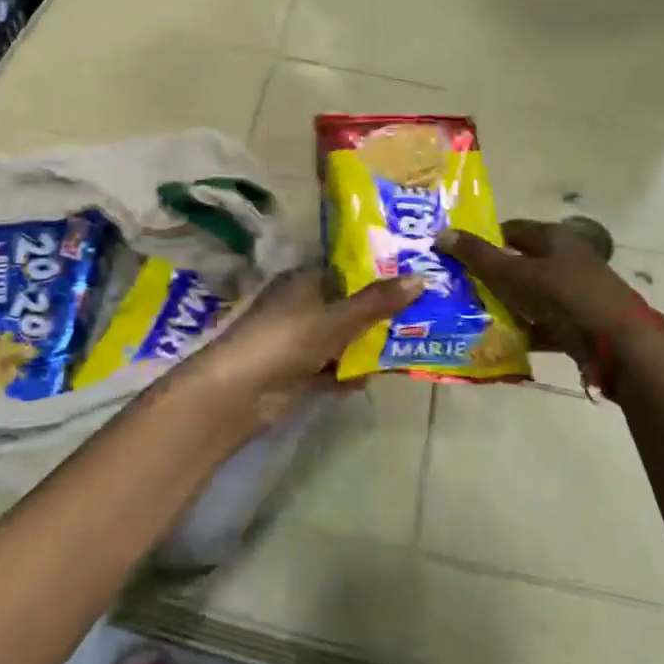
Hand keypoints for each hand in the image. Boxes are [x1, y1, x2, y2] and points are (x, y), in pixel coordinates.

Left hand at [189, 268, 422, 403]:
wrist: (239, 393)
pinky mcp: (299, 372)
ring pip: (343, 338)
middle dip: (379, 312)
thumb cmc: (285, 340)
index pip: (346, 269)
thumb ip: (376, 302)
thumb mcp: (335, 319)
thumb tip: (421, 278)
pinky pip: (333, 368)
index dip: (378, 271)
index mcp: (304, 280)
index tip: (415, 274)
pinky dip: (349, 372)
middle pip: (348, 305)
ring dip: (367, 345)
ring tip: (411, 344)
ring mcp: (300, 340)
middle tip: (424, 311)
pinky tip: (374, 377)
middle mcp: (302, 305)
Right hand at [437, 220, 662, 373]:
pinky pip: (544, 323)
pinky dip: (525, 330)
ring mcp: (576, 293)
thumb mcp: (515, 275)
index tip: (458, 256)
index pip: (512, 230)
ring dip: (507, 306)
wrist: (619, 345)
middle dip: (492, 276)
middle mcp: (567, 260)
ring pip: (531, 296)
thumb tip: (442, 234)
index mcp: (555, 238)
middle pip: (521, 264)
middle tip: (460, 288)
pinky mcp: (580, 323)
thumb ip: (478, 256)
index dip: (485, 240)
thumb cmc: (564, 297)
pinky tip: (502, 341)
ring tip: (473, 316)